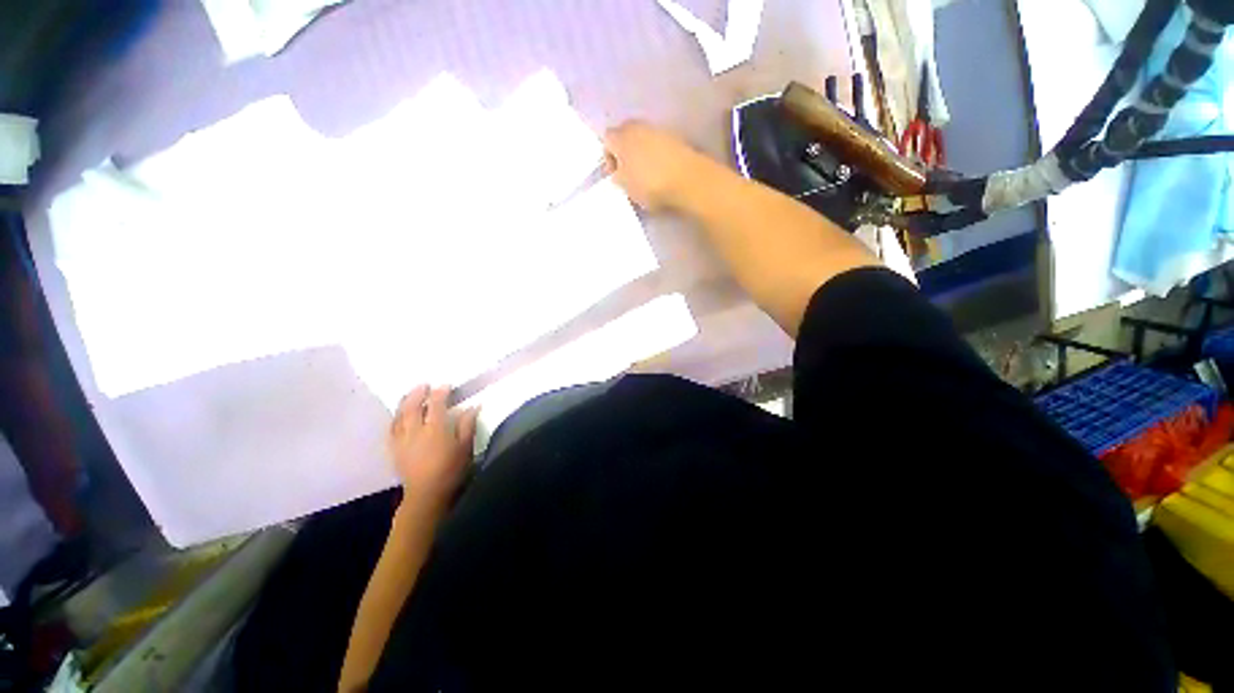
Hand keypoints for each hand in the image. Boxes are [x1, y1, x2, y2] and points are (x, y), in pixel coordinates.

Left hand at [388, 385, 478, 514]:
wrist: (427, 494)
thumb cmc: (451, 469)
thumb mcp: (465, 447)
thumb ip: (467, 425)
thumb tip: (473, 406)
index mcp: (436, 429)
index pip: (436, 404)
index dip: (441, 392)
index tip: (446, 385)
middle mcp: (416, 431)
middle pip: (414, 406)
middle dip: (418, 393)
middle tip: (424, 385)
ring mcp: (402, 440)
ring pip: (400, 415)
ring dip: (405, 402)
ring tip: (410, 395)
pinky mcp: (394, 449)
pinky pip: (391, 428)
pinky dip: (395, 418)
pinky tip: (399, 415)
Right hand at [604, 120, 713, 210]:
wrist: (688, 180)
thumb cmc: (649, 184)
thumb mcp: (625, 187)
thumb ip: (618, 177)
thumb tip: (618, 172)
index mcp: (621, 136)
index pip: (607, 140)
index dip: (608, 157)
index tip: (614, 175)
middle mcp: (638, 126)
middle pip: (626, 136)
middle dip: (625, 152)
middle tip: (628, 174)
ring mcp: (659, 130)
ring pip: (643, 139)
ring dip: (642, 153)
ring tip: (646, 175)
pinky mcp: (676, 138)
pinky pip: (659, 146)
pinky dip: (657, 156)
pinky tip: (661, 173)